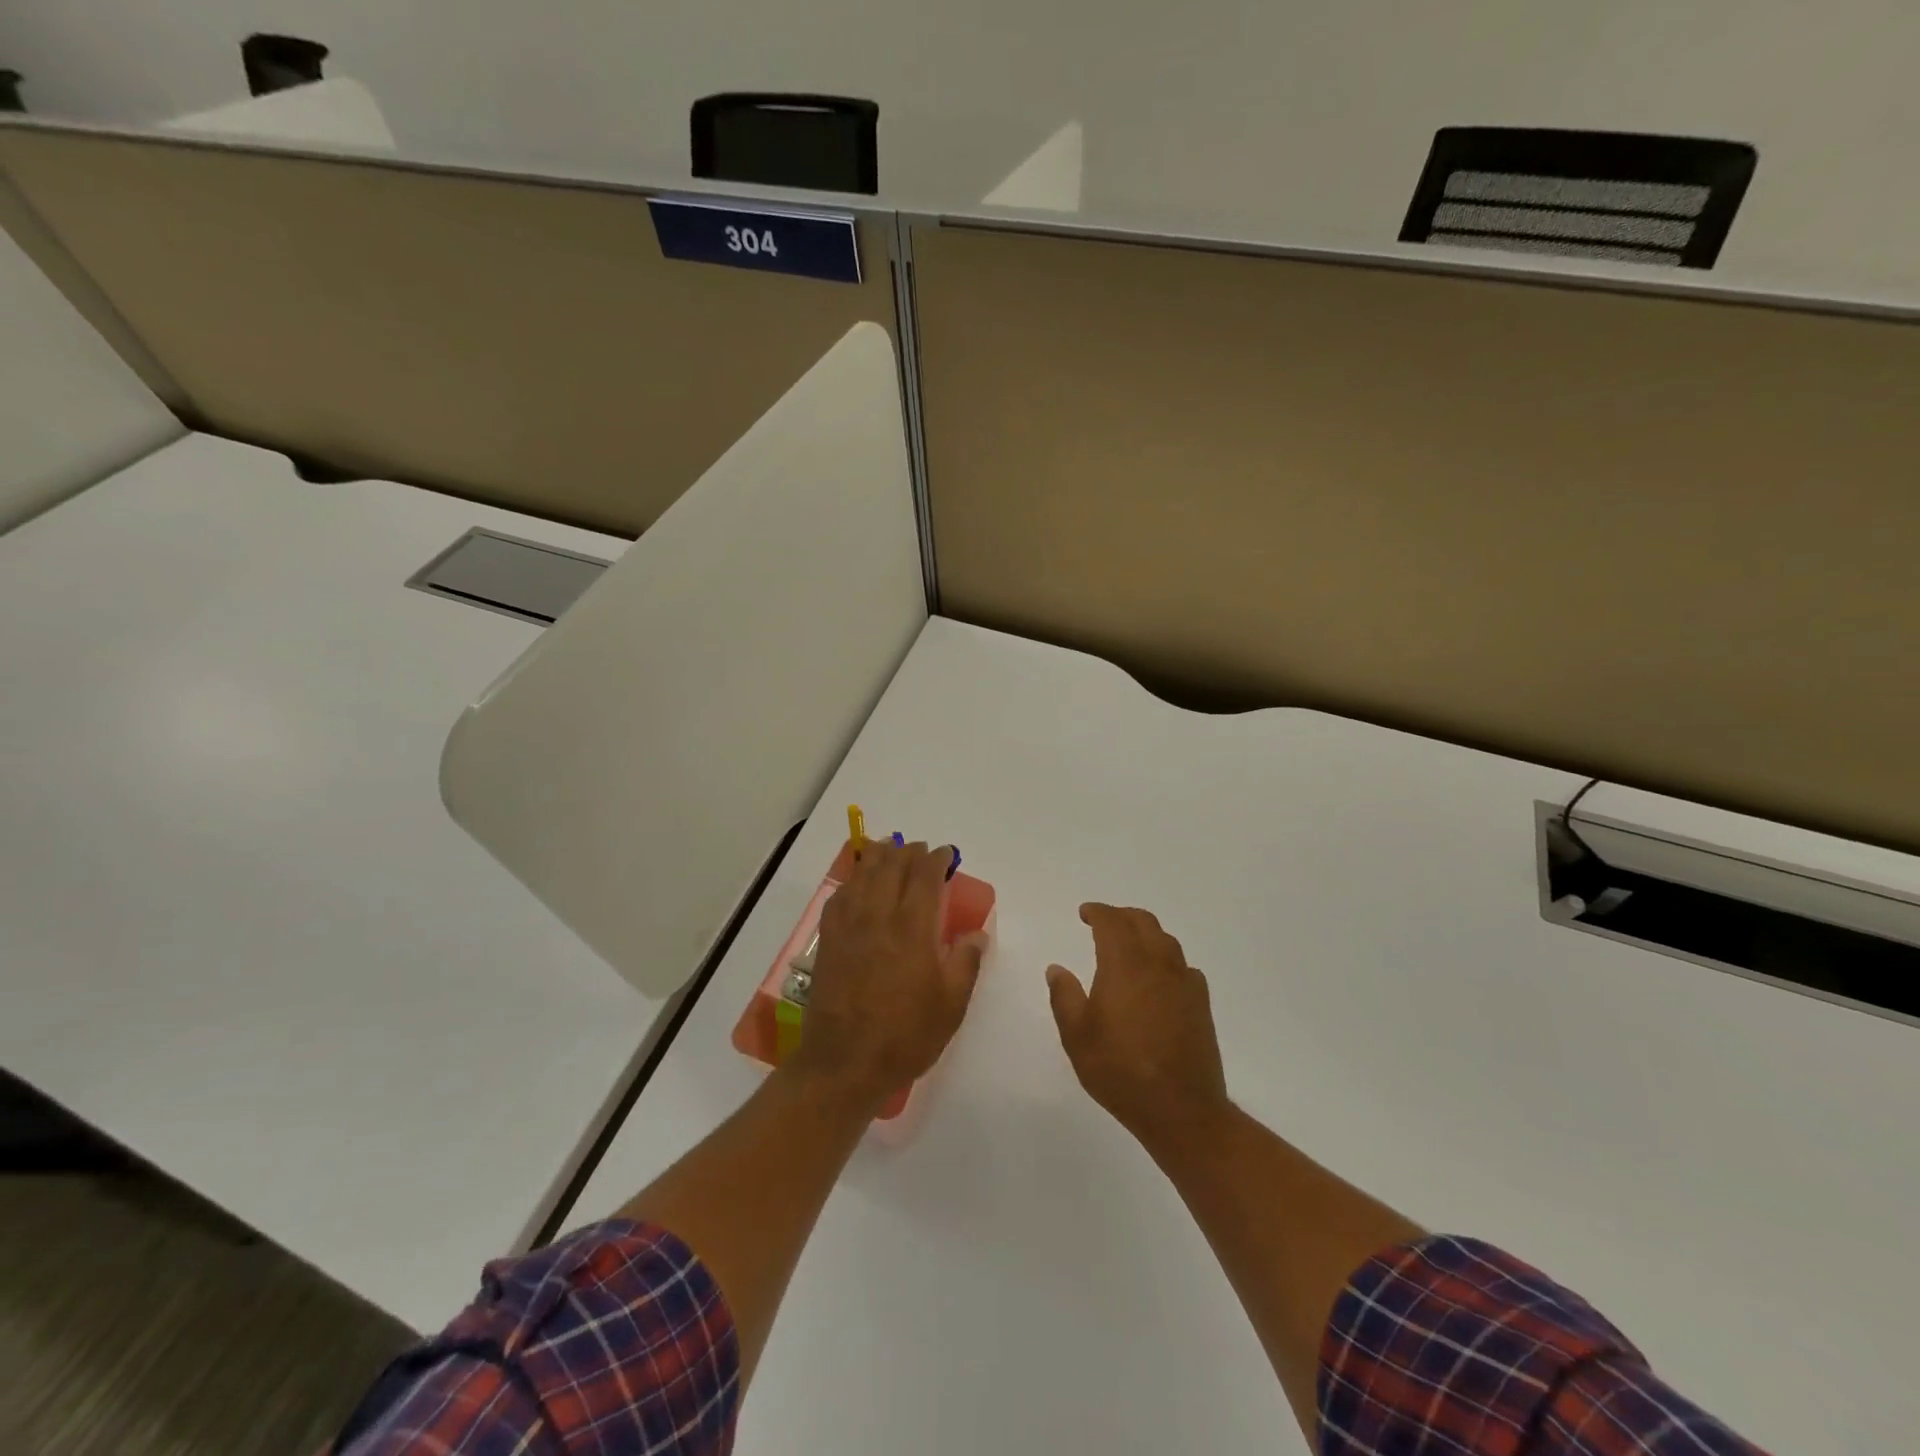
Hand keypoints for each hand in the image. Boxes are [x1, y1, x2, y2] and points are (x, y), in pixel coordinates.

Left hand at [788, 840, 985, 1110]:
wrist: (844, 1062)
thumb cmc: (905, 1036)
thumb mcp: (951, 1005)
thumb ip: (965, 962)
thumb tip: (976, 933)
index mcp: (913, 928)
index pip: (924, 875)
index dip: (936, 858)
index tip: (946, 854)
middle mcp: (879, 915)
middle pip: (892, 865)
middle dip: (909, 852)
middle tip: (921, 853)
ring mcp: (849, 925)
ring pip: (863, 873)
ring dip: (880, 857)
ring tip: (890, 853)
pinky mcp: (829, 938)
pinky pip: (841, 894)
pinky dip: (854, 880)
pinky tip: (859, 885)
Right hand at [1047, 904, 1229, 1153]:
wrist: (1181, 1109)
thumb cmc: (1120, 1070)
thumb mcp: (1077, 1036)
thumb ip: (1064, 996)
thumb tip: (1057, 968)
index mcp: (1125, 965)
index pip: (1112, 922)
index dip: (1097, 912)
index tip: (1084, 913)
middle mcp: (1158, 964)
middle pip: (1143, 922)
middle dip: (1122, 916)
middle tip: (1104, 922)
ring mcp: (1184, 983)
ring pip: (1167, 941)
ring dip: (1146, 933)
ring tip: (1130, 945)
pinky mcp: (1201, 1004)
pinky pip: (1183, 966)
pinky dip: (1167, 960)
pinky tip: (1159, 978)